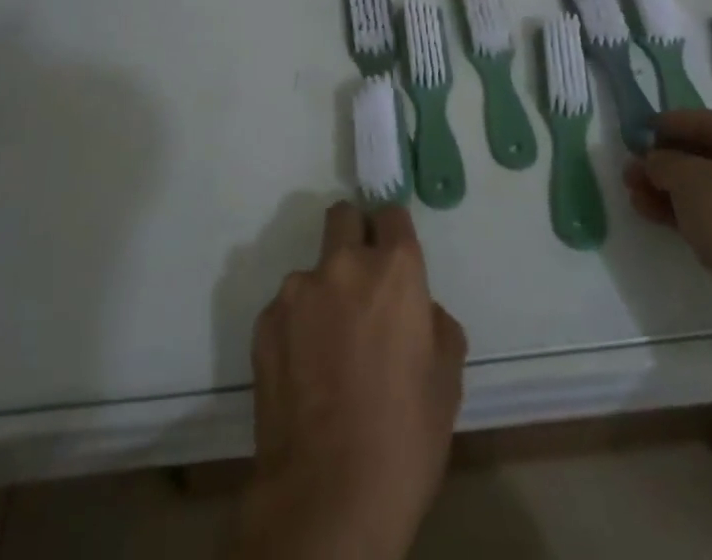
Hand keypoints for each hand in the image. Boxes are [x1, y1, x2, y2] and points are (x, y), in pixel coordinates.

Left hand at [231, 202, 466, 559]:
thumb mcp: (447, 378)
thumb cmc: (404, 437)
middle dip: (353, 237)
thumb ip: (433, 323)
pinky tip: (305, 372)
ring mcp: (298, 291)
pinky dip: (297, 326)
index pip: (391, 213)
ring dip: (323, 292)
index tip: (393, 256)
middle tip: (360, 285)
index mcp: (395, 269)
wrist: (328, 497)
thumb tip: (417, 311)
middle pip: (343, 218)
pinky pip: (287, 308)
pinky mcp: (265, 322)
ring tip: (328, 348)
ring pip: (313, 270)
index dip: (393, 232)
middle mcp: (344, 264)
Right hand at [624, 111, 711, 351]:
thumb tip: (652, 161)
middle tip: (629, 174)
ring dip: (670, 191)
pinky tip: (656, 217)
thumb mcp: (688, 180)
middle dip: (663, 165)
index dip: (662, 127)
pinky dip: (689, 212)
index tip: (632, 136)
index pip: (700, 120)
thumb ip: (662, 162)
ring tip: (635, 198)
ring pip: (709, 187)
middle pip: (704, 155)